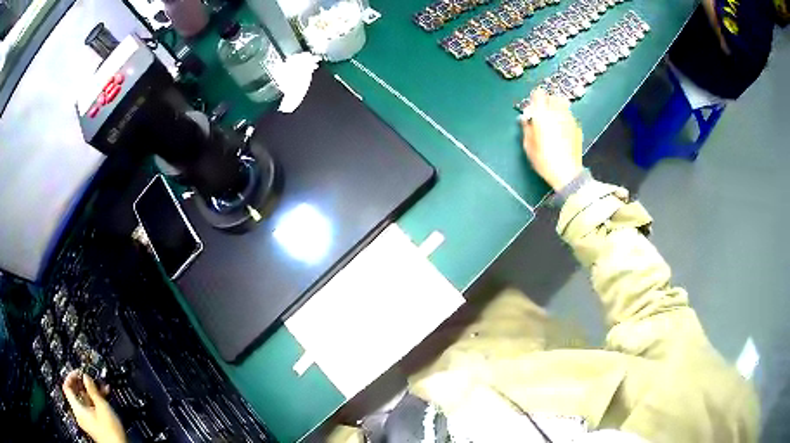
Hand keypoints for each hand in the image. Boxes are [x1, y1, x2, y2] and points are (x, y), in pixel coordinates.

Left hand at [62, 371, 125, 442]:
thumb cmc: (110, 430)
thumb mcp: (102, 407)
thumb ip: (92, 390)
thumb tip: (85, 376)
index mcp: (77, 409)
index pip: (67, 387)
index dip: (71, 376)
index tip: (79, 371)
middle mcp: (79, 414)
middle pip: (75, 393)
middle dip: (83, 384)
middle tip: (91, 378)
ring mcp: (86, 421)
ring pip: (84, 401)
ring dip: (92, 392)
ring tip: (101, 387)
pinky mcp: (94, 425)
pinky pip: (90, 409)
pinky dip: (95, 402)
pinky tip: (104, 398)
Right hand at [520, 89, 583, 191]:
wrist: (567, 173)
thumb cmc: (544, 161)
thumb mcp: (529, 146)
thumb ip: (526, 129)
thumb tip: (525, 120)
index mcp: (542, 115)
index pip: (539, 94)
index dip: (535, 97)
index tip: (533, 104)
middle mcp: (557, 113)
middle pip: (553, 97)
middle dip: (548, 101)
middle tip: (543, 112)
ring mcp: (569, 120)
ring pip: (563, 105)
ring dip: (557, 108)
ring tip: (553, 120)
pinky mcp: (577, 127)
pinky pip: (569, 117)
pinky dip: (565, 118)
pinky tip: (562, 130)